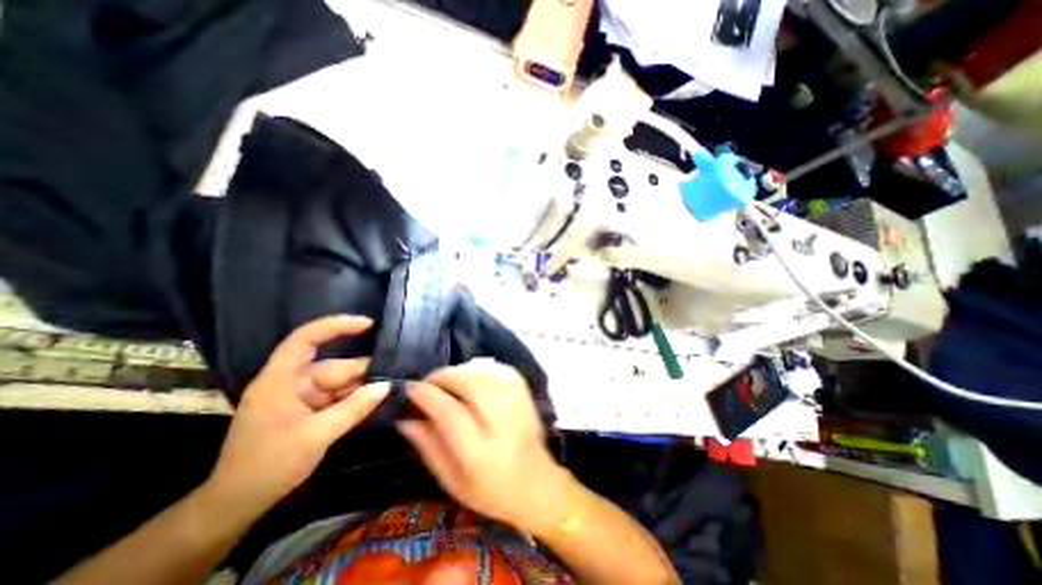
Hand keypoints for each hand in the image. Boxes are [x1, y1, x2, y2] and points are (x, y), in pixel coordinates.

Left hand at [206, 316, 390, 510]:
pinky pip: (335, 396)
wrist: (236, 505)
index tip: (368, 324)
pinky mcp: (305, 409)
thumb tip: (386, 386)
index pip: (305, 339)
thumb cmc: (268, 466)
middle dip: (360, 373)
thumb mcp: (317, 436)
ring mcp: (298, 396)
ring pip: (337, 383)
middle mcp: (289, 382)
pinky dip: (352, 400)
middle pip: (331, 367)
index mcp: (280, 380)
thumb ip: (354, 408)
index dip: (336, 326)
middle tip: (391, 380)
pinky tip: (370, 404)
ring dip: (359, 389)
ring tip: (386, 393)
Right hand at [400, 359, 577, 532]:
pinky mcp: (525, 393)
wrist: (538, 483)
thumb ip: (428, 447)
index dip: (428, 396)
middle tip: (427, 382)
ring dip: (459, 370)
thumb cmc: (491, 490)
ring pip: (484, 373)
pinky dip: (480, 368)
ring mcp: (517, 404)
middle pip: (470, 385)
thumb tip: (405, 419)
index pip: (450, 413)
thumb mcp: (452, 481)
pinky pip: (499, 369)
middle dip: (443, 376)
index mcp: (481, 453)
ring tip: (445, 380)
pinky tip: (470, 376)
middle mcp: (502, 423)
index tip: (410, 388)